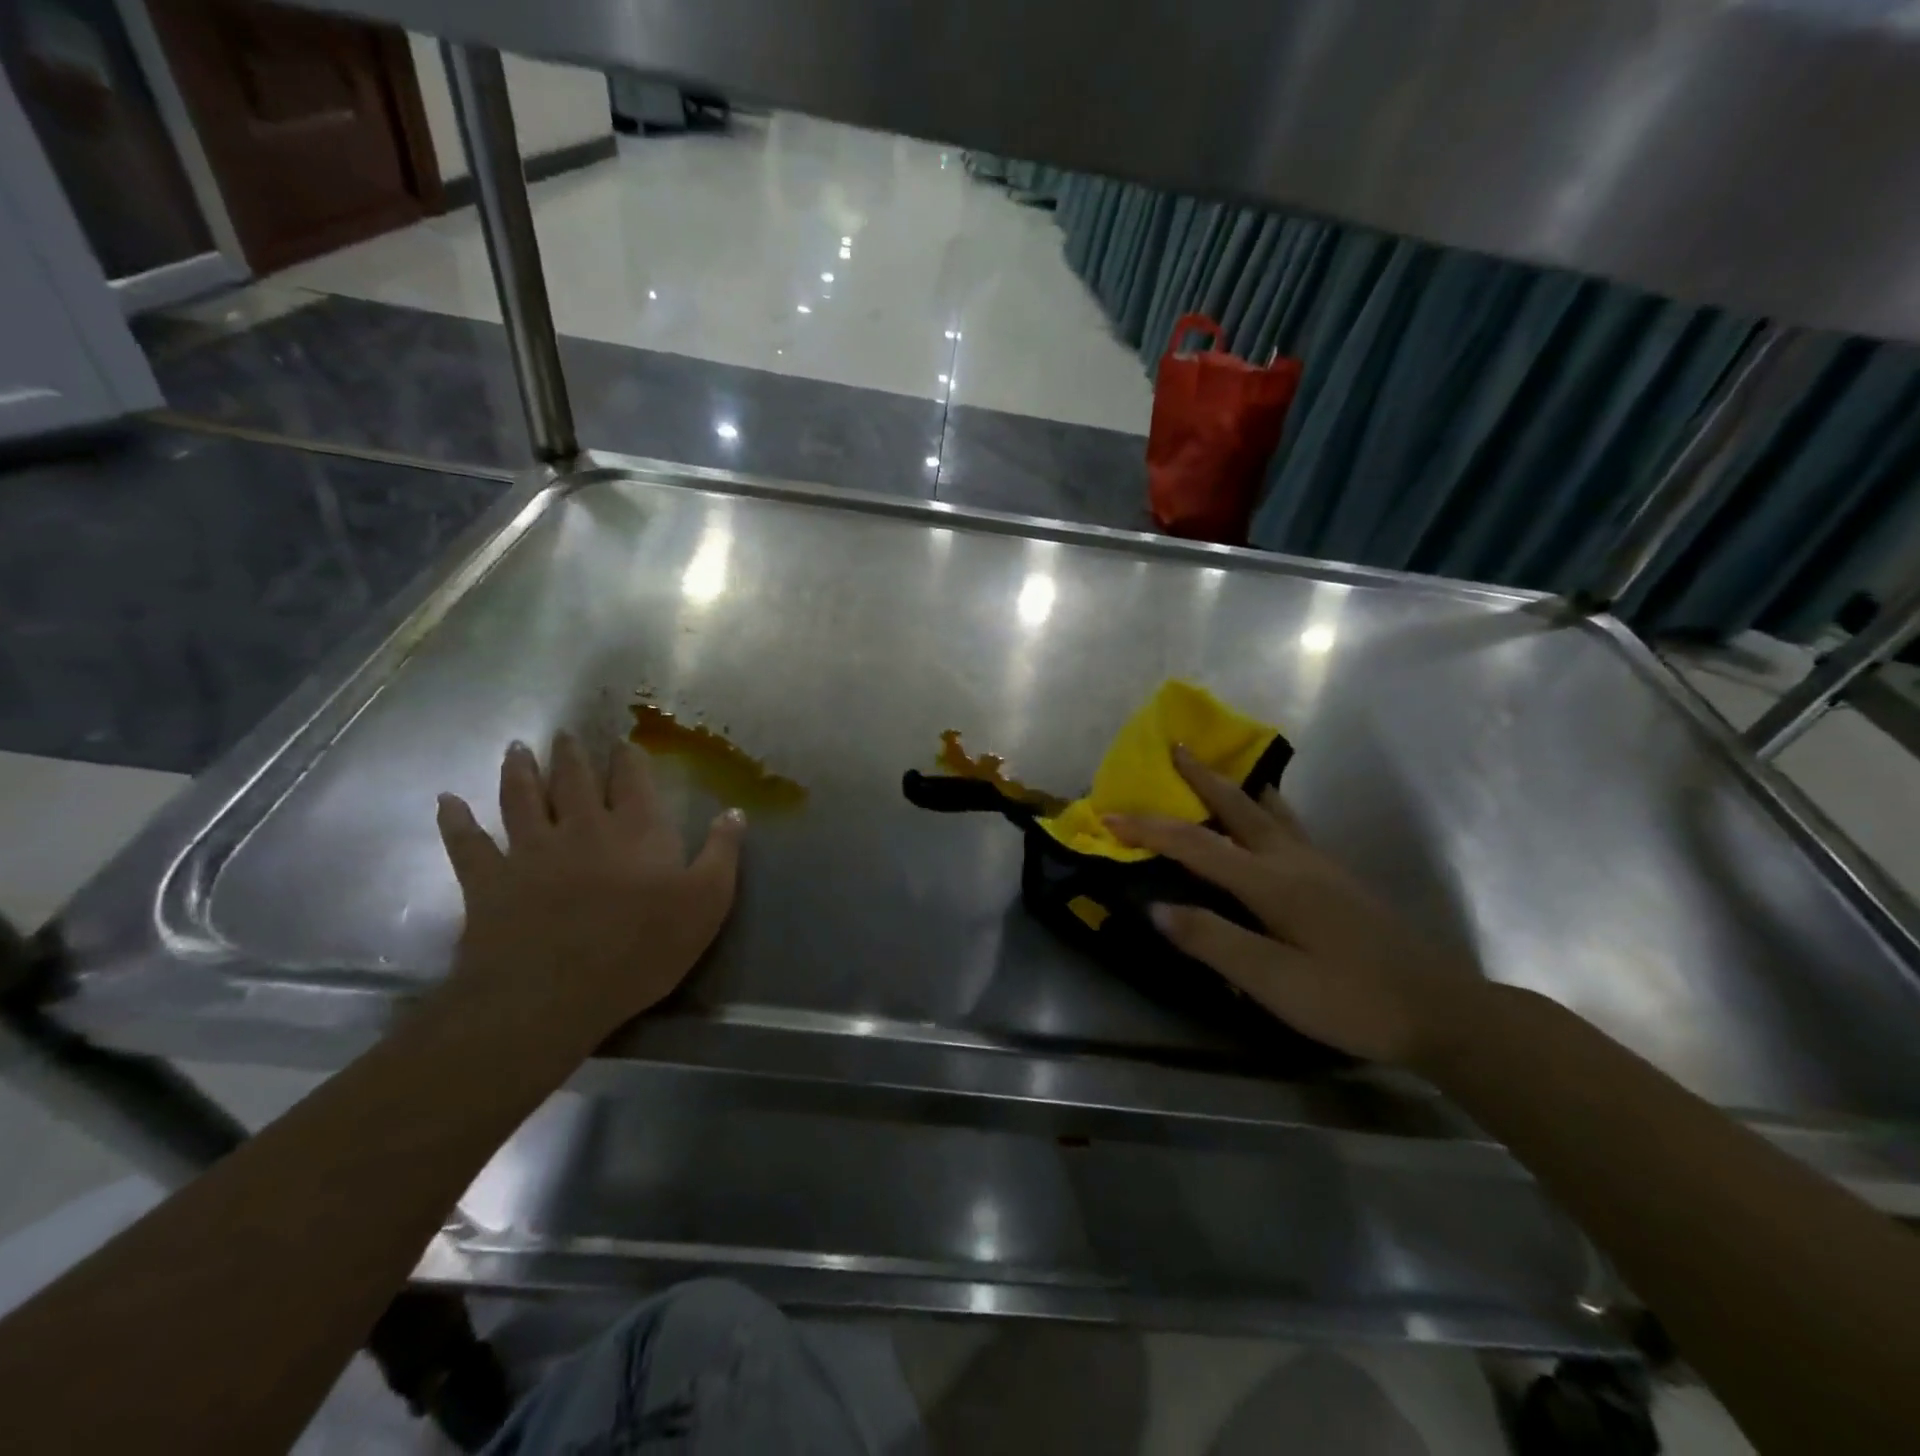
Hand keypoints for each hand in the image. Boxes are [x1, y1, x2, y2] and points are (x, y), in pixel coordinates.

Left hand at [434, 733, 743, 1040]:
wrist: (552, 993)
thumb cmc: (641, 948)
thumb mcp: (706, 902)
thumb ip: (722, 853)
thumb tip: (735, 810)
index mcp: (636, 830)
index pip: (633, 781)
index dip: (628, 758)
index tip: (622, 741)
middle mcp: (582, 826)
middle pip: (575, 780)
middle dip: (572, 754)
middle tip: (565, 733)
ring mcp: (530, 850)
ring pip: (523, 798)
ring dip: (519, 771)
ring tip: (516, 748)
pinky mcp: (488, 880)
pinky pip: (467, 843)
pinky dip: (455, 821)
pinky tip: (446, 802)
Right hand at [1106, 745, 1481, 1066]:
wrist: (1442, 1011)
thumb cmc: (1350, 999)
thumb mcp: (1272, 981)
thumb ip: (1211, 940)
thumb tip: (1154, 905)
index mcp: (1271, 882)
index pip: (1196, 845)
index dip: (1150, 829)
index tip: (1109, 816)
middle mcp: (1294, 861)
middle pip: (1239, 808)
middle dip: (1203, 778)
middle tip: (1178, 747)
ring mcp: (1322, 866)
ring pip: (1271, 812)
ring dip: (1238, 788)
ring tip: (1221, 771)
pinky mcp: (1339, 880)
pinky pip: (1290, 827)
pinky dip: (1266, 809)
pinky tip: (1270, 820)